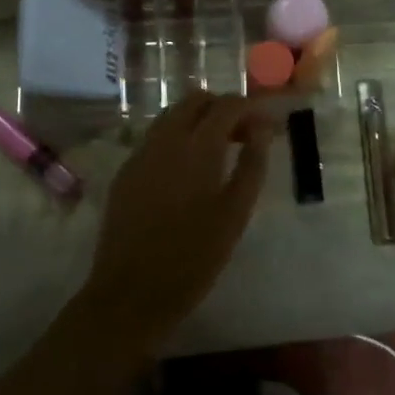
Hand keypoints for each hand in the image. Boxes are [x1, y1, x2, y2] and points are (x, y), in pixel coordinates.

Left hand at [82, 92, 273, 343]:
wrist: (130, 294)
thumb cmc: (193, 258)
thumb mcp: (235, 214)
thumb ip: (252, 165)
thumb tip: (262, 129)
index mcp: (197, 147)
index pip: (227, 106)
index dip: (250, 108)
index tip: (268, 124)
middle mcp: (165, 139)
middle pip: (195, 100)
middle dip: (222, 108)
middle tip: (244, 135)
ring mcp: (140, 153)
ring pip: (172, 115)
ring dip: (198, 120)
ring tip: (219, 150)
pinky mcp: (126, 170)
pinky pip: (155, 137)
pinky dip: (177, 136)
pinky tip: (188, 169)